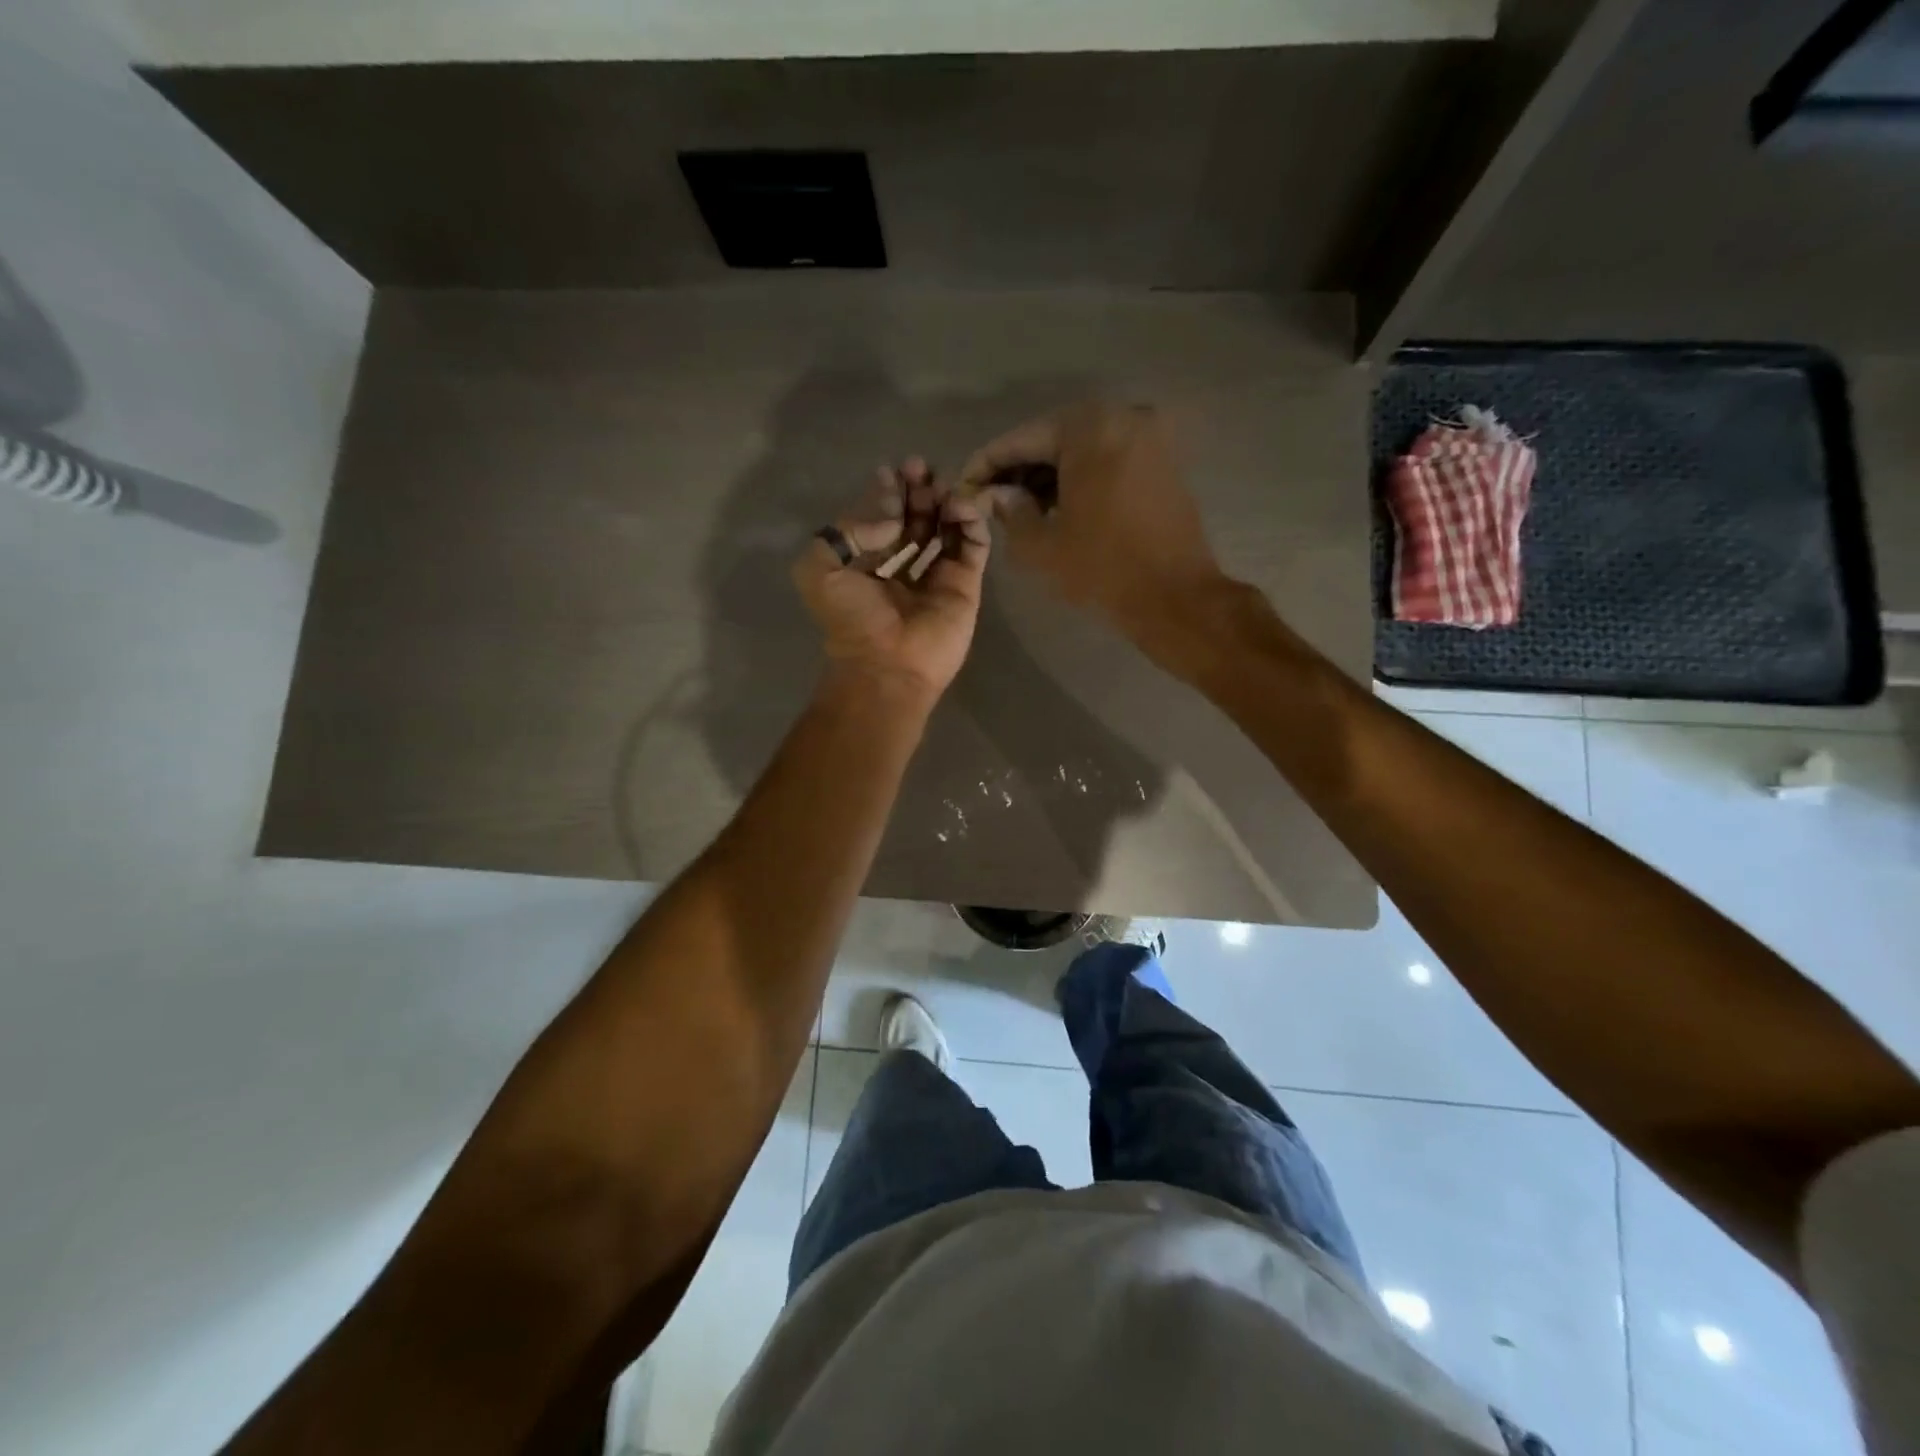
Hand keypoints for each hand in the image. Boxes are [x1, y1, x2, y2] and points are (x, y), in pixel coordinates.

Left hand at [793, 458, 990, 704]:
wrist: (888, 666)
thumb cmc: (852, 621)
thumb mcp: (819, 570)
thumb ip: (846, 530)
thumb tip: (891, 515)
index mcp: (867, 565)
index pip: (882, 519)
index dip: (888, 492)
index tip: (893, 470)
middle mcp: (903, 567)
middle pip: (916, 518)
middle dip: (918, 490)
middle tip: (920, 468)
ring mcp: (937, 576)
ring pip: (946, 527)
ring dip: (944, 500)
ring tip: (940, 486)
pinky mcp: (965, 585)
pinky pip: (973, 545)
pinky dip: (970, 521)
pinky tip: (959, 505)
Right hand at [956, 403, 1225, 642]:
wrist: (1176, 598)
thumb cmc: (1103, 569)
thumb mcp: (1041, 545)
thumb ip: (1010, 511)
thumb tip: (996, 494)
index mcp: (1088, 427)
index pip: (1022, 439)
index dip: (987, 464)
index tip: (965, 486)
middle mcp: (1122, 417)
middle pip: (1053, 438)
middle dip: (1019, 469)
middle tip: (991, 500)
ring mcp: (1149, 438)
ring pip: (1081, 449)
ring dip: (1049, 475)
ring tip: (1021, 509)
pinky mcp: (1163, 462)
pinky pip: (1108, 460)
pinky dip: (1080, 478)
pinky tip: (1059, 508)